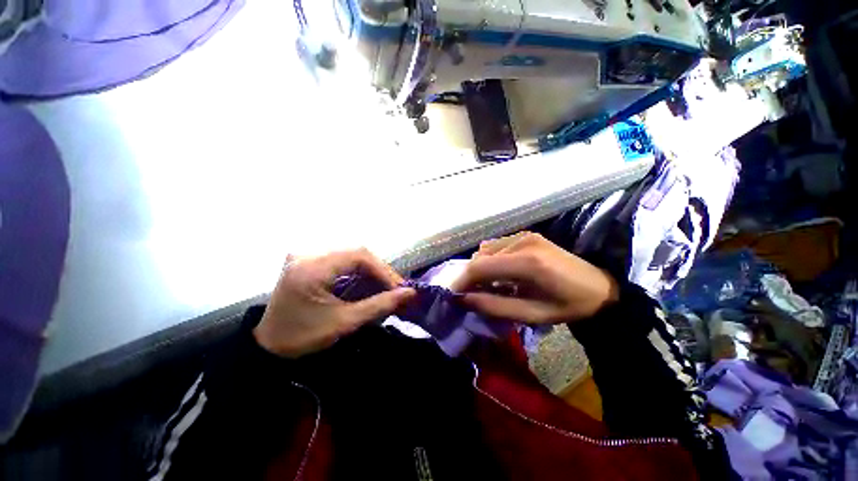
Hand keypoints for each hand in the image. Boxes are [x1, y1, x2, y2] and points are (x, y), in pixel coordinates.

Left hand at [253, 249, 415, 357]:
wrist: (269, 345)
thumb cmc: (303, 337)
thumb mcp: (344, 322)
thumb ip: (379, 305)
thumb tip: (410, 293)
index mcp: (313, 267)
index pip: (359, 255)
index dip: (383, 270)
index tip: (399, 287)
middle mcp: (309, 254)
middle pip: (357, 252)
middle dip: (379, 270)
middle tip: (396, 288)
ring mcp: (308, 255)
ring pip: (351, 255)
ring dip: (371, 270)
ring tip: (385, 287)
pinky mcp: (310, 261)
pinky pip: (342, 259)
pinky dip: (359, 270)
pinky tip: (367, 283)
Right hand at [451, 232, 618, 323]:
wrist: (599, 287)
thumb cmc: (568, 306)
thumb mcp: (532, 314)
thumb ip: (494, 306)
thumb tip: (463, 299)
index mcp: (527, 262)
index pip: (480, 266)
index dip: (461, 280)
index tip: (452, 295)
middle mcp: (522, 241)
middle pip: (480, 256)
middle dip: (470, 277)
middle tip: (471, 295)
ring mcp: (524, 235)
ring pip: (485, 250)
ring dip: (480, 268)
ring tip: (488, 286)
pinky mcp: (526, 235)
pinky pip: (496, 246)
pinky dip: (490, 260)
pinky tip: (500, 273)